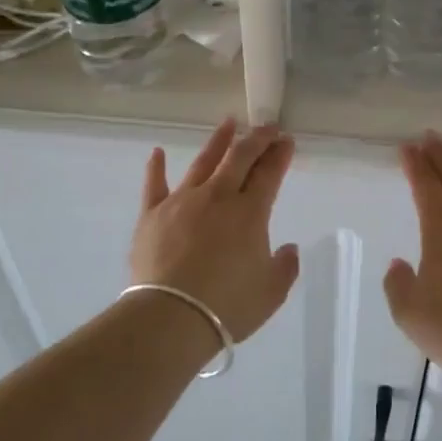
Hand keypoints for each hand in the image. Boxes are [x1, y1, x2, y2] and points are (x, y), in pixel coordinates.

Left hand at [130, 119, 300, 343]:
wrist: (171, 317)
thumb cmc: (228, 306)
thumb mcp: (271, 292)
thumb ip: (285, 266)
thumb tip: (289, 249)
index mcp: (250, 213)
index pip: (269, 174)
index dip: (280, 155)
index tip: (287, 140)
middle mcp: (218, 197)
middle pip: (240, 158)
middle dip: (256, 139)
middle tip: (267, 126)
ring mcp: (182, 201)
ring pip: (202, 162)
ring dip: (218, 141)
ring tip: (228, 123)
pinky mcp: (152, 214)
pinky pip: (154, 184)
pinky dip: (156, 167)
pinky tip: (157, 153)